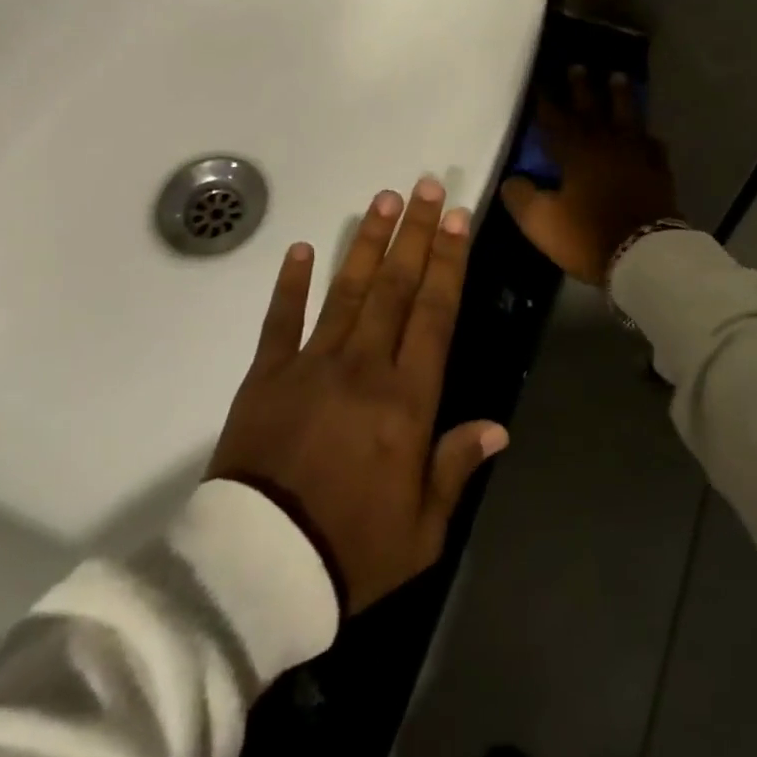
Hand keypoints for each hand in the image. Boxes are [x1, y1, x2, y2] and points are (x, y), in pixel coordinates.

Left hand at [207, 178, 508, 614]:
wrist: (259, 569)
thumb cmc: (351, 551)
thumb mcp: (423, 527)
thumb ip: (456, 466)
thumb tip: (497, 426)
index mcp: (406, 400)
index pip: (433, 314)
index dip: (447, 262)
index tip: (455, 219)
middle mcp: (363, 367)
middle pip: (394, 287)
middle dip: (413, 234)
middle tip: (424, 186)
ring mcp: (311, 364)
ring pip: (346, 291)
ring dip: (366, 243)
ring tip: (381, 200)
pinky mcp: (266, 374)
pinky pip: (280, 320)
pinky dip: (290, 283)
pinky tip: (299, 248)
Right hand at [500, 66, 679, 284]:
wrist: (645, 254)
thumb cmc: (587, 235)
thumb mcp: (541, 221)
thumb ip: (521, 197)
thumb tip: (512, 180)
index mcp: (576, 152)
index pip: (555, 119)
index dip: (546, 101)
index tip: (539, 82)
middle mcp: (606, 145)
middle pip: (592, 109)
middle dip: (582, 88)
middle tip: (578, 66)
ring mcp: (637, 156)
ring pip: (627, 117)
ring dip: (620, 97)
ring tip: (618, 77)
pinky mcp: (658, 173)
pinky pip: (652, 145)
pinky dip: (646, 136)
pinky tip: (646, 134)